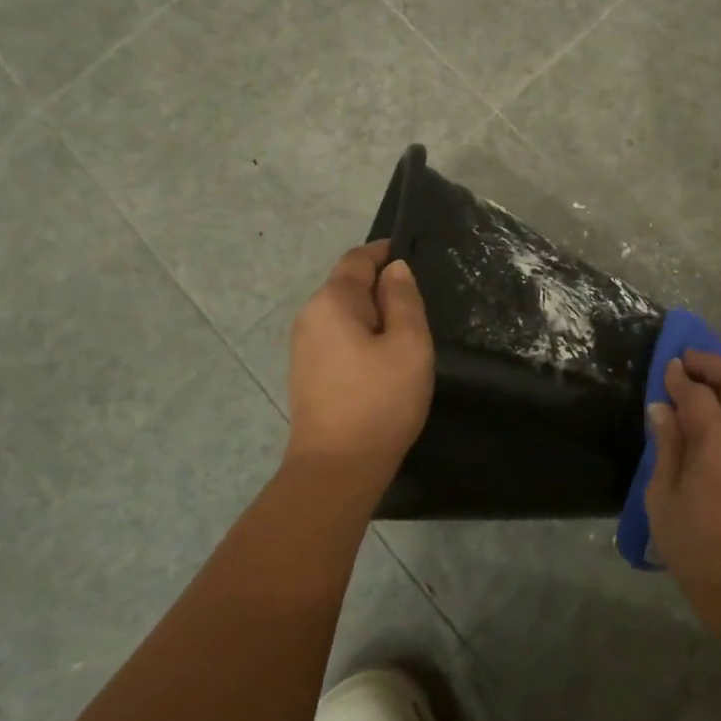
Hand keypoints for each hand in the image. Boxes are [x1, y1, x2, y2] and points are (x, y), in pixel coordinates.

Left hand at [285, 241, 433, 483]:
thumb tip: (395, 269)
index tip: (412, 255)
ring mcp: (303, 346)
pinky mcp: (306, 372)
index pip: (357, 259)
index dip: (384, 252)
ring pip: (342, 314)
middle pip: (347, 285)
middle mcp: (310, 316)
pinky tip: (381, 359)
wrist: (336, 468)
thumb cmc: (380, 401)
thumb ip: (404, 300)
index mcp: (332, 301)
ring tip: (405, 333)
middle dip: (380, 286)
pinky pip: (336, 337)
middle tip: (418, 303)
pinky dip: (359, 335)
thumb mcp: (409, 345)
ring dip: (371, 314)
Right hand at [645, 350, 720, 619]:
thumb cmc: (693, 545)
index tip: (667, 366)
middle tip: (690, 364)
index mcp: (718, 446)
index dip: (679, 377)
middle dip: (714, 364)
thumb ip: (666, 446)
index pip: (699, 395)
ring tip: (719, 385)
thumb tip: (661, 407)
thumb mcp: (662, 497)